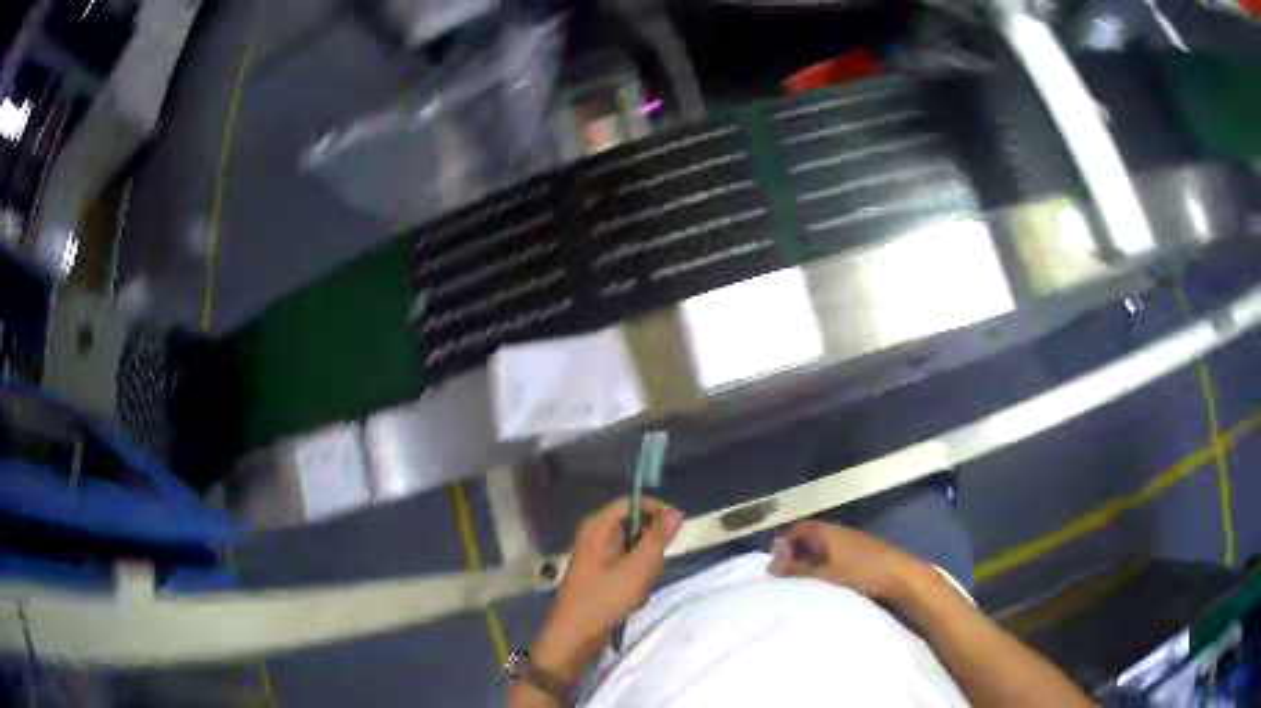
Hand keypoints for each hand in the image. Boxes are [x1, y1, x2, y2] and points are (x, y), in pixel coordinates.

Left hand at [533, 497, 683, 678]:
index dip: (656, 511)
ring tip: (641, 586)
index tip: (676, 529)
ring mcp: (596, 556)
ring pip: (634, 549)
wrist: (574, 636)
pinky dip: (636, 578)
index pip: (631, 503)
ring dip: (645, 566)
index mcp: (597, 527)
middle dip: (650, 547)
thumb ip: (657, 539)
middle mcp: (594, 536)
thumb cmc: (603, 599)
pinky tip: (634, 596)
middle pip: (634, 526)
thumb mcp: (637, 568)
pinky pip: (627, 565)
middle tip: (653, 568)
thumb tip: (675, 512)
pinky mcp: (600, 574)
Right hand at [768, 520, 923, 601]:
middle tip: (789, 576)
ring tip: (806, 583)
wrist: (901, 576)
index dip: (785, 543)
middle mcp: (840, 532)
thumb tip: (770, 567)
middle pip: (811, 537)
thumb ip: (797, 570)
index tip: (779, 564)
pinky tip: (828, 584)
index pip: (799, 528)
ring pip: (824, 547)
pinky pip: (837, 556)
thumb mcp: (824, 574)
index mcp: (828, 531)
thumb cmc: (860, 572)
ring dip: (812, 562)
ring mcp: (853, 542)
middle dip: (797, 554)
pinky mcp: (864, 554)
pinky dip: (826, 566)